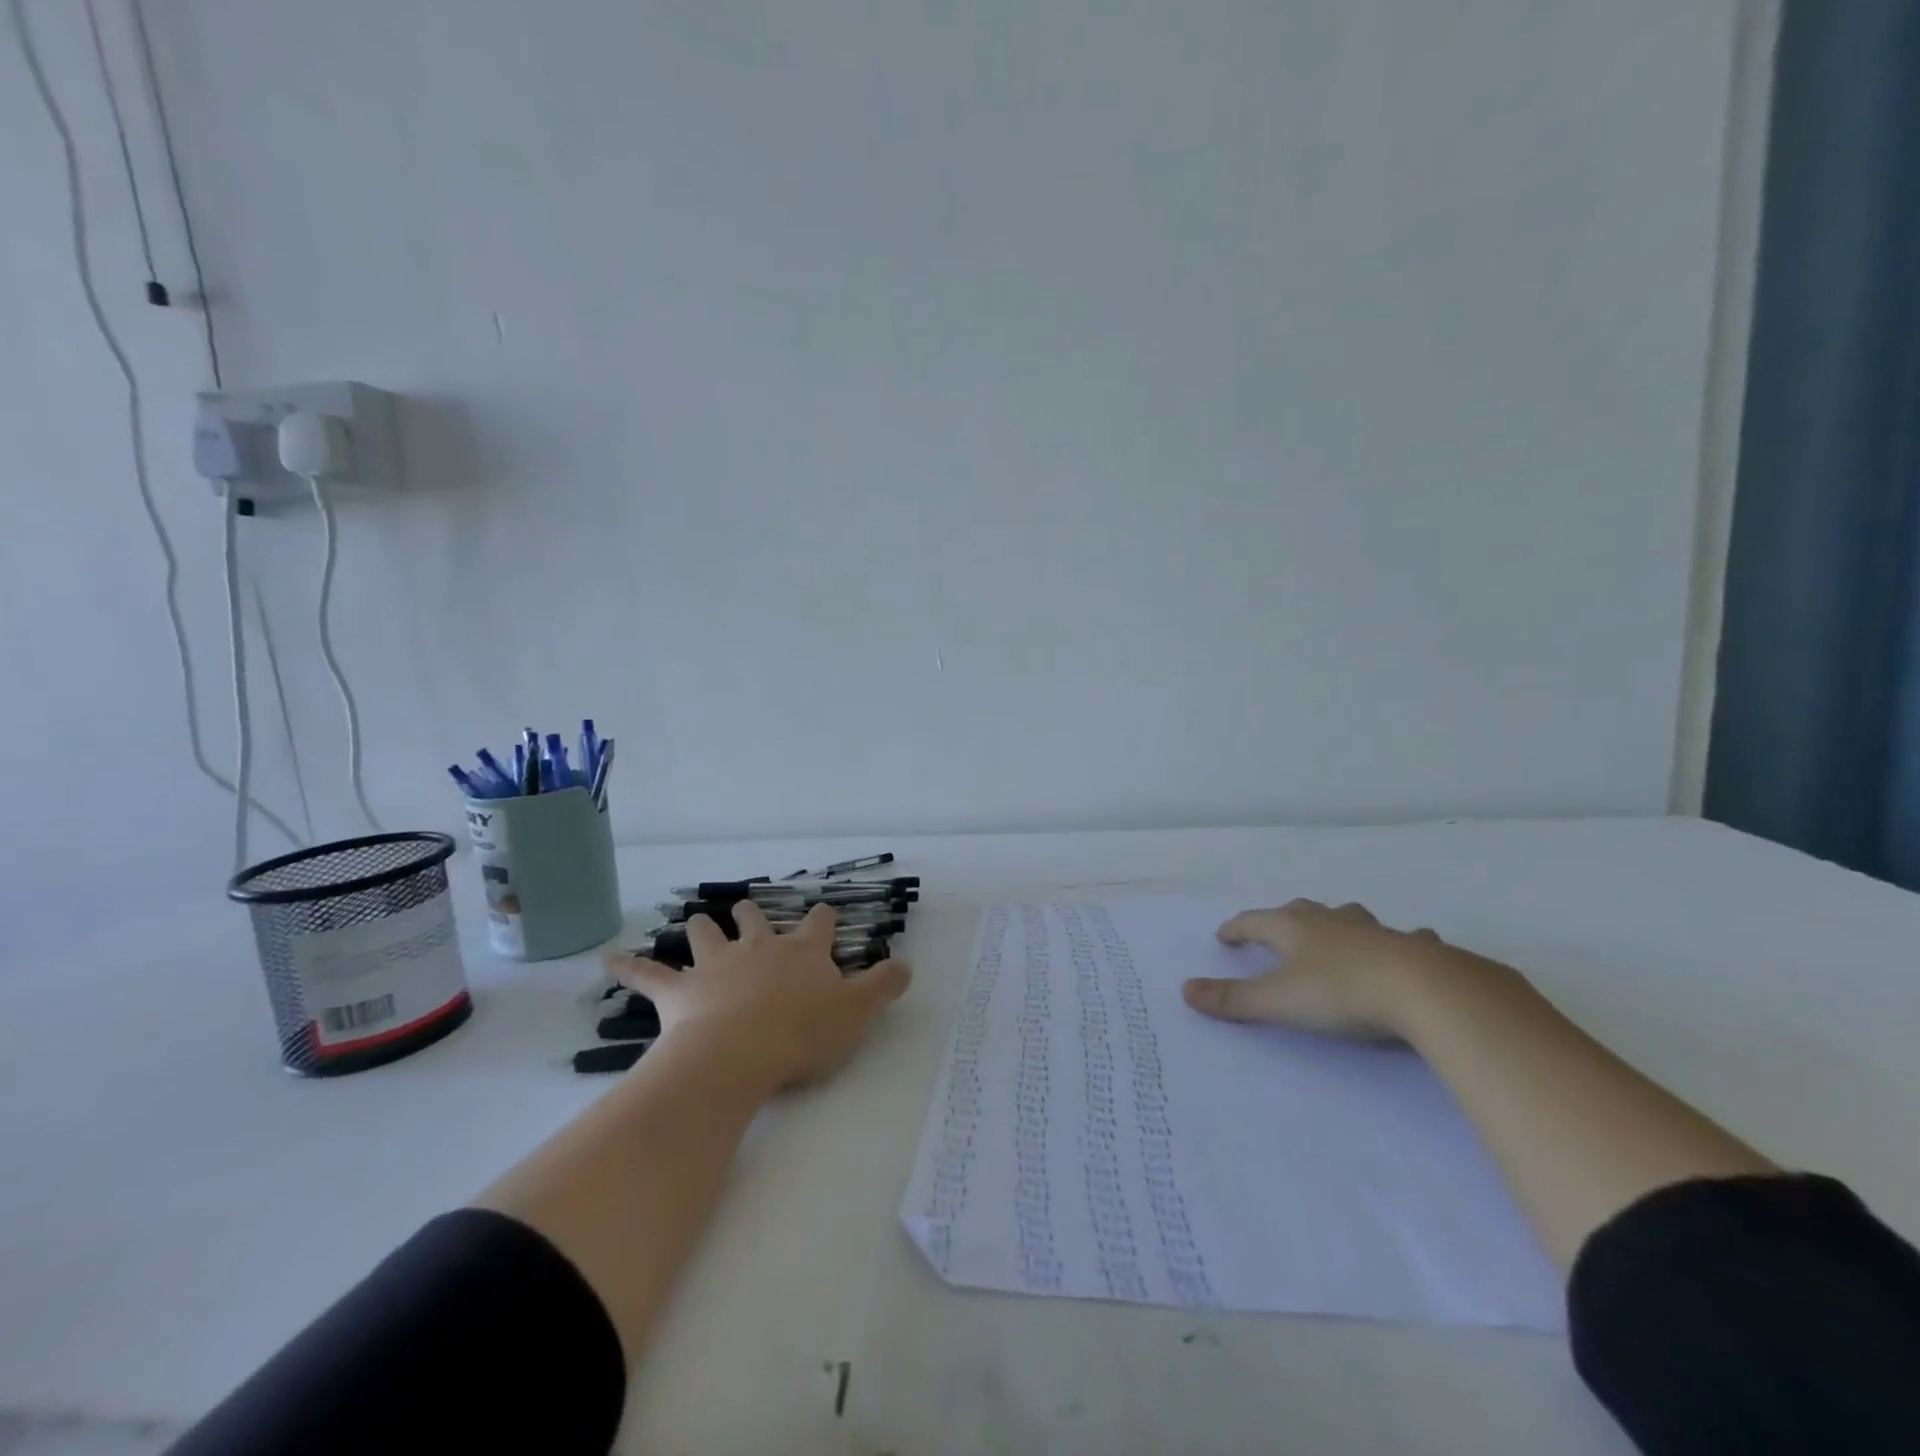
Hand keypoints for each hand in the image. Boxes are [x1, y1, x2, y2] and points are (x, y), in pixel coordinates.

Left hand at [605, 901, 910, 1091]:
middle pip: (754, 918)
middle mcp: (758, 947)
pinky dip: (628, 966)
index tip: (824, 919)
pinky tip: (606, 959)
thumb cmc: (802, 1033)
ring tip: (697, 922)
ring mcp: (716, 965)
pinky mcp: (678, 991)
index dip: (822, 920)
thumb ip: (885, 985)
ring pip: (706, 934)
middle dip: (753, 914)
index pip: (818, 923)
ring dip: (702, 928)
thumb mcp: (857, 1012)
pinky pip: (648, 974)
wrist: (739, 1054)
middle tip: (750, 913)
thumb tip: (908, 963)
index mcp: (801, 951)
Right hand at [1182, 899, 1459, 1040]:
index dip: (1237, 928)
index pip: (1255, 921)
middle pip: (1301, 912)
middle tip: (1276, 928)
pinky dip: (1399, 942)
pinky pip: (1404, 939)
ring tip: (1336, 932)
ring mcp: (1375, 932)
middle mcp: (1332, 922)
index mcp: (1294, 929)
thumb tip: (1185, 990)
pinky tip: (1407, 948)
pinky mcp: (1415, 949)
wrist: (1425, 991)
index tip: (1224, 935)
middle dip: (1284, 919)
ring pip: (1350, 918)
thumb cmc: (1341, 993)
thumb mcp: (1278, 1001)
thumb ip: (1233, 998)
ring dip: (1338, 923)